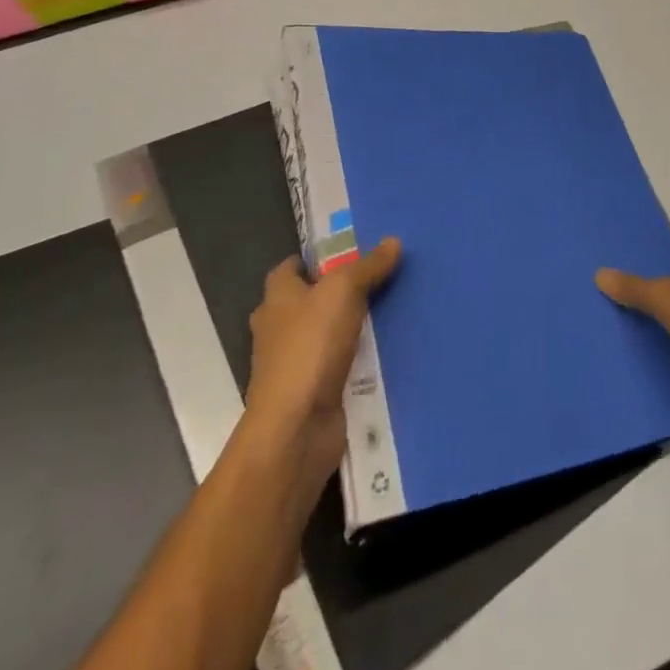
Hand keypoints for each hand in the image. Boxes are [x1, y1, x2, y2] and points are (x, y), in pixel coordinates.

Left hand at [244, 239, 400, 497]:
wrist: (296, 428)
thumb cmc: (310, 347)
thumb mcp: (344, 291)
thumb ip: (368, 266)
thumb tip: (393, 241)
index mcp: (277, 298)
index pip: (290, 267)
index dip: (316, 259)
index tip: (350, 254)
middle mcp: (277, 328)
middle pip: (308, 301)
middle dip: (337, 293)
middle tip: (378, 281)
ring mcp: (292, 364)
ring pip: (324, 335)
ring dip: (348, 328)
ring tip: (389, 313)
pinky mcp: (310, 394)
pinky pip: (335, 367)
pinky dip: (354, 361)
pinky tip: (383, 355)